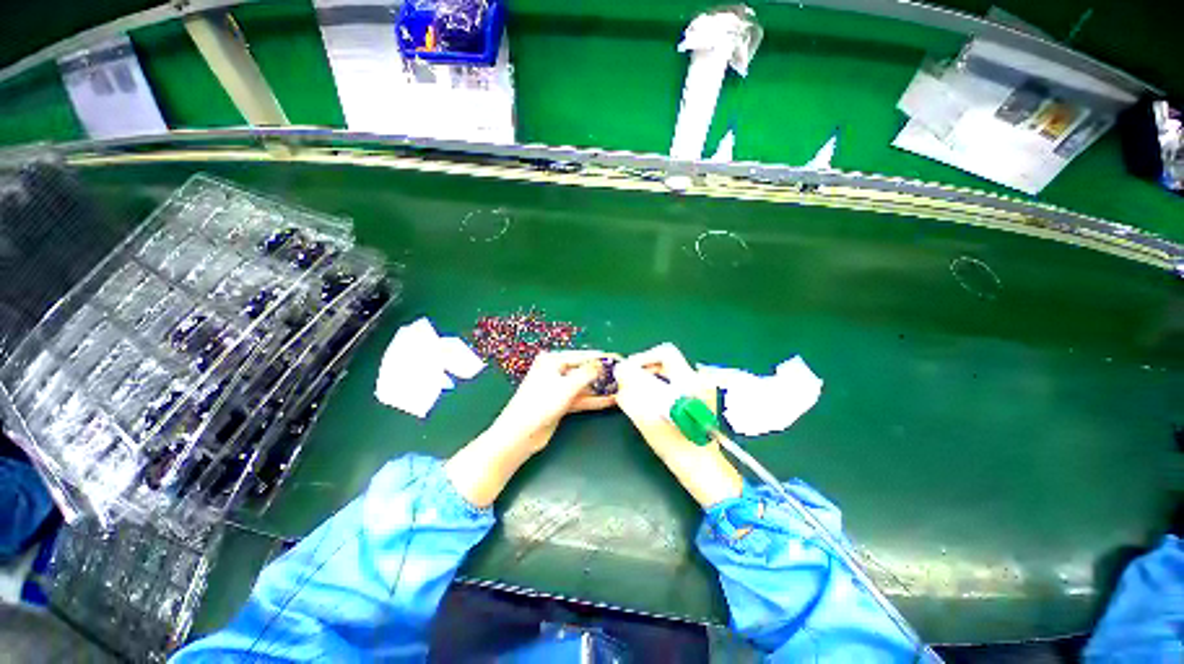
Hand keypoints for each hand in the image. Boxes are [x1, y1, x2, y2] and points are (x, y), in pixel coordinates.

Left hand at [446, 350, 615, 506]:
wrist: (519, 435)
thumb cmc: (540, 405)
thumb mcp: (566, 387)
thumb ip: (587, 374)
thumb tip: (602, 363)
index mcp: (552, 360)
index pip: (583, 356)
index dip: (602, 358)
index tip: (620, 359)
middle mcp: (555, 371)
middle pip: (584, 370)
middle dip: (603, 374)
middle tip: (624, 376)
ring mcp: (558, 388)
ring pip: (584, 385)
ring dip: (600, 388)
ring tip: (622, 388)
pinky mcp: (561, 402)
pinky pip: (581, 398)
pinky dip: (594, 400)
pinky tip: (611, 400)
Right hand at [616, 343, 742, 507]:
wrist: (704, 470)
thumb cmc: (677, 449)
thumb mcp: (649, 422)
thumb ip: (631, 397)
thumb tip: (621, 375)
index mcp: (689, 383)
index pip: (665, 353)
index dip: (643, 358)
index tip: (627, 372)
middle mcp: (698, 381)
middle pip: (667, 360)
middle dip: (644, 367)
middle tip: (628, 381)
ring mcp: (702, 389)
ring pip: (670, 370)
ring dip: (651, 376)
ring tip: (636, 392)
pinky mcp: (699, 397)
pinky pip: (675, 381)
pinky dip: (659, 385)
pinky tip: (651, 401)